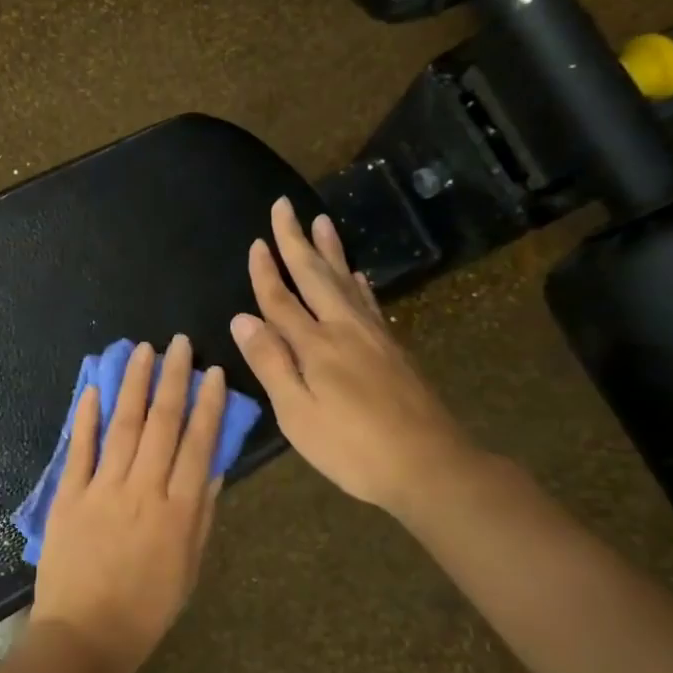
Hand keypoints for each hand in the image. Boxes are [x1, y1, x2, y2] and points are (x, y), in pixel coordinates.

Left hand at [32, 336, 227, 672]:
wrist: (84, 636)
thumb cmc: (146, 609)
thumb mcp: (189, 568)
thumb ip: (201, 514)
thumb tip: (213, 465)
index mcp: (178, 511)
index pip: (198, 444)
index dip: (208, 405)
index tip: (212, 373)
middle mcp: (143, 490)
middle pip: (162, 424)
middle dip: (172, 379)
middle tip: (178, 343)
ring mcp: (102, 489)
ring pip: (122, 425)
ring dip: (133, 384)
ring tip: (142, 351)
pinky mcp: (68, 495)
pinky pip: (80, 449)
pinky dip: (87, 418)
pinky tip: (95, 388)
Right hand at [230, 197, 481, 515]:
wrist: (430, 465)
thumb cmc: (352, 448)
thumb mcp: (298, 414)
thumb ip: (270, 363)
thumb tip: (242, 318)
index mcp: (316, 345)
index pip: (281, 300)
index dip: (265, 272)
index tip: (255, 242)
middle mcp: (345, 329)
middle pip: (315, 277)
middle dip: (296, 241)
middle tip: (285, 206)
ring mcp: (374, 337)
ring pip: (345, 281)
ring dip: (330, 251)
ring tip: (321, 222)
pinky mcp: (393, 349)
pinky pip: (370, 303)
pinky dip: (358, 283)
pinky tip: (356, 275)